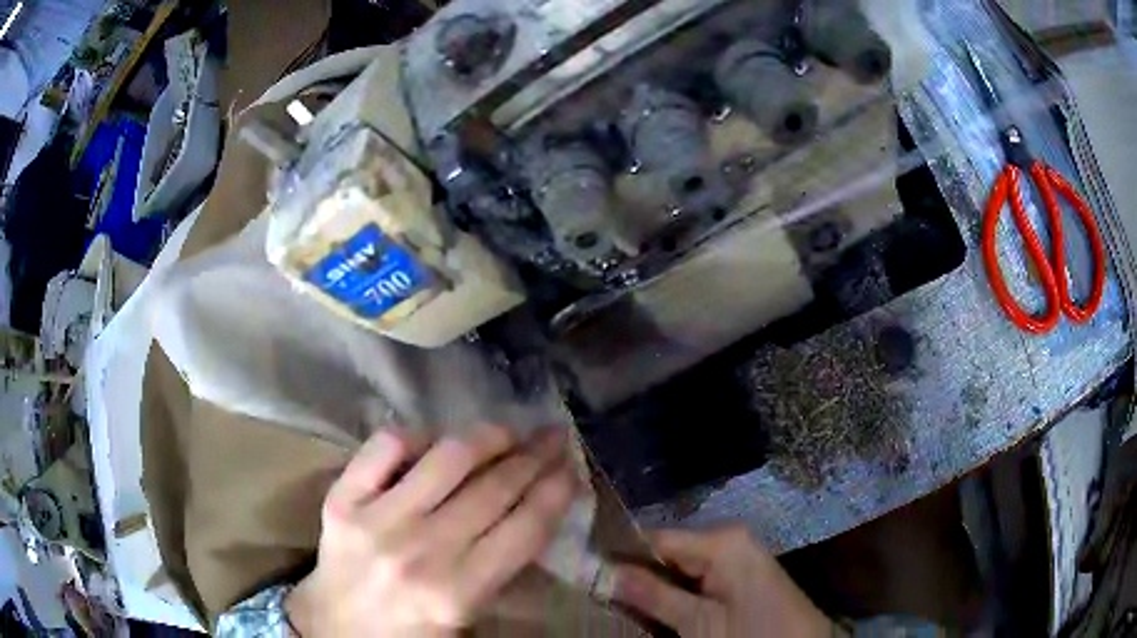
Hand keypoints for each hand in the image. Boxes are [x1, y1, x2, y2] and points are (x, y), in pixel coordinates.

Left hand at [286, 425, 577, 636]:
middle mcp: (420, 551)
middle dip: (534, 456)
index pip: (524, 528)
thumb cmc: (408, 632)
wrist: (335, 628)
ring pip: (446, 458)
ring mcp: (376, 519)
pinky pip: (385, 446)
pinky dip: (417, 434)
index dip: (555, 491)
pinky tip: (435, 440)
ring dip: (487, 437)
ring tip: (507, 431)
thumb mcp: (467, 619)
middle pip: (493, 488)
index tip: (572, 468)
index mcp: (457, 592)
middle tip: (553, 437)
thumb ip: (501, 572)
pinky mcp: (342, 499)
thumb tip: (533, 512)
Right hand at [613, 526, 832, 637]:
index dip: (618, 555)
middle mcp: (728, 540)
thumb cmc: (753, 636)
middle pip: (666, 552)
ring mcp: (735, 557)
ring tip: (618, 602)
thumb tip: (601, 571)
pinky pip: (695, 578)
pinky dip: (673, 594)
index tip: (585, 572)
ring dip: (652, 587)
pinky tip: (653, 608)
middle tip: (599, 594)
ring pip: (677, 567)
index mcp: (722, 541)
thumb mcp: (699, 623)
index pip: (655, 538)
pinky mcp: (738, 575)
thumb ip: (653, 596)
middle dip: (635, 574)